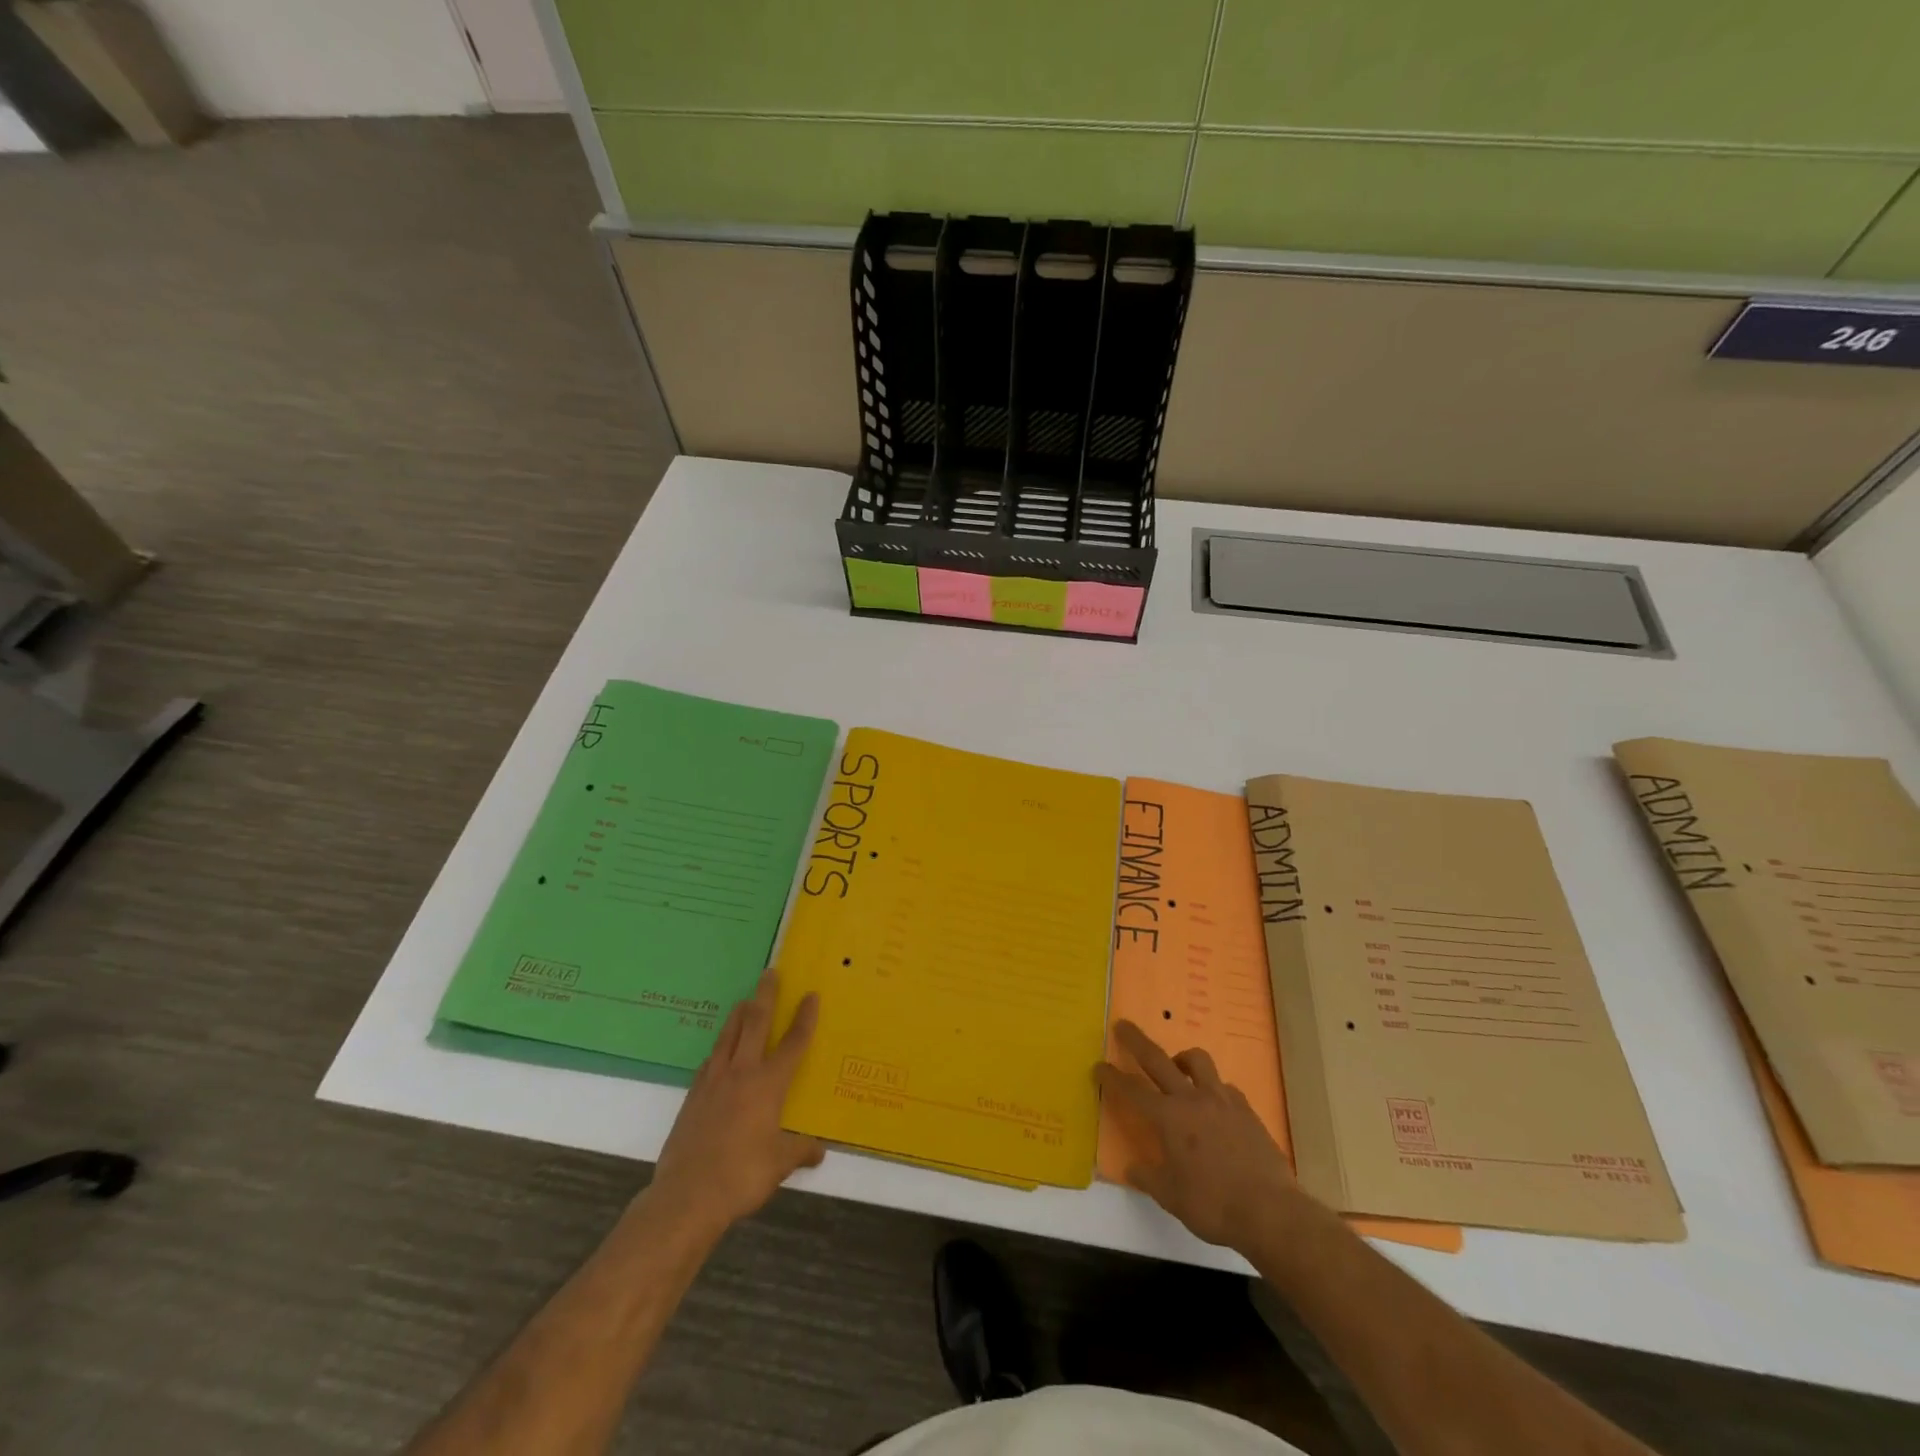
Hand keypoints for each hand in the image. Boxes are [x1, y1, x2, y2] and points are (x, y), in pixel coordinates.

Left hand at [647, 971, 824, 1234]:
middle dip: (765, 996)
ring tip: (744, 1001)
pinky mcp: (693, 1096)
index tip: (811, 995)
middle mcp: (742, 1073)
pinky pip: (710, 1062)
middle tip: (770, 973)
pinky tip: (718, 1053)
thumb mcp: (780, 1165)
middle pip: (756, 1023)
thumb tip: (818, 1151)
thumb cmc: (742, 1176)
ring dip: (739, 1015)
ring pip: (728, 1036)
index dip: (804, 1018)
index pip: (793, 1043)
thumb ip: (800, 1151)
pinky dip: (719, 1050)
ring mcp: (713, 1082)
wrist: (687, 1195)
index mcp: (769, 1084)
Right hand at [1096, 1019, 1300, 1252]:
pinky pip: (1225, 1087)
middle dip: (1136, 1041)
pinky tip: (1215, 1105)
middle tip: (1122, 1025)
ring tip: (1178, 1067)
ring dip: (1182, 1058)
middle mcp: (1192, 1099)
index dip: (1112, 1077)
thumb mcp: (1170, 1197)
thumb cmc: (1212, 1205)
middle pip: (1158, 1059)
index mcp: (1168, 1118)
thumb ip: (1148, 1177)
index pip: (1132, 1090)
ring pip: (1198, 1061)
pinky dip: (1214, 1088)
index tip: (1098, 1065)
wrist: (1269, 1211)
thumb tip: (1132, 1168)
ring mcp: (1222, 1100)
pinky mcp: (1246, 1110)